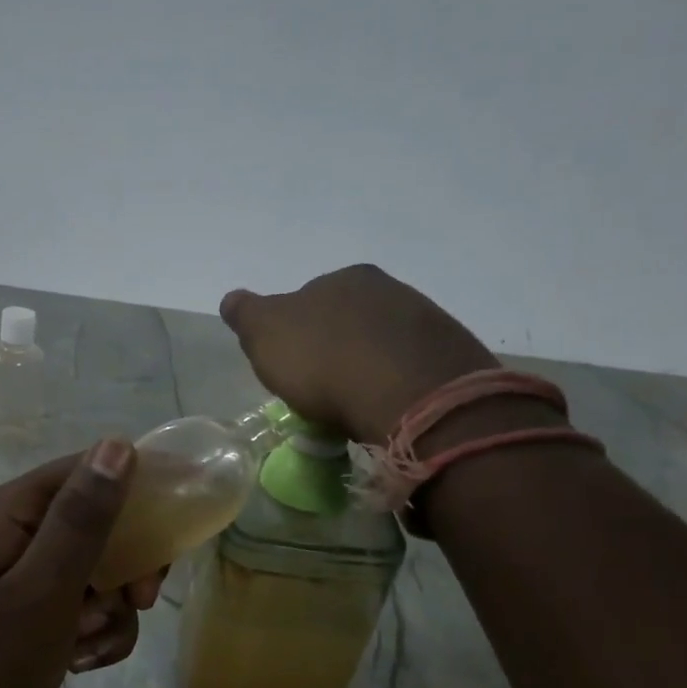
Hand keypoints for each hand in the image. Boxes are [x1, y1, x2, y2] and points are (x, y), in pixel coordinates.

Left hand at [0, 440, 167, 687]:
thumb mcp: (44, 590)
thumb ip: (82, 518)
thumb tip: (118, 444)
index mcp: (11, 510)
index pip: (90, 470)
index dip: (140, 491)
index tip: (176, 535)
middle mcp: (16, 530)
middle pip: (99, 520)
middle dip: (127, 563)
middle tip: (140, 601)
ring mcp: (21, 572)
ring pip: (97, 567)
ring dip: (110, 609)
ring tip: (88, 646)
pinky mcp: (28, 609)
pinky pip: (80, 603)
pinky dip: (93, 631)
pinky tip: (80, 663)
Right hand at [220, 264, 502, 442]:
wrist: (410, 395)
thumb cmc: (325, 361)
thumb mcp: (266, 335)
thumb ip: (246, 314)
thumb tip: (233, 300)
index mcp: (343, 278)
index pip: (309, 300)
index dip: (295, 333)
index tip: (291, 366)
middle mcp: (389, 289)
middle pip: (349, 320)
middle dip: (334, 348)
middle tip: (321, 389)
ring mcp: (426, 321)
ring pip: (382, 344)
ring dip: (366, 367)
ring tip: (355, 406)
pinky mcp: (452, 357)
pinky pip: (411, 369)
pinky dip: (395, 385)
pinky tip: (387, 409)